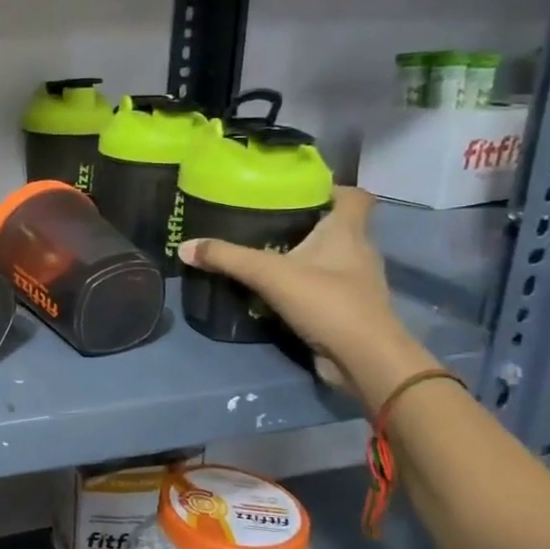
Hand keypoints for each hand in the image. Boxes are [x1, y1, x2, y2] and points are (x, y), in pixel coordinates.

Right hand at [179, 187, 438, 406]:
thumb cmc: (327, 301)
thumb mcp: (269, 274)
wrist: (364, 359)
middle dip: (306, 222)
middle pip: (337, 226)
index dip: (331, 189)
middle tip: (267, 220)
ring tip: (265, 253)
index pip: (354, 197)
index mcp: (348, 232)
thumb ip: (227, 258)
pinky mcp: (347, 309)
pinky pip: (323, 287)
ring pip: (330, 258)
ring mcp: (356, 283)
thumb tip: (185, 247)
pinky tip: (274, 290)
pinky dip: (302, 285)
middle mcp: (358, 252)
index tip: (299, 190)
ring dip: (303, 255)